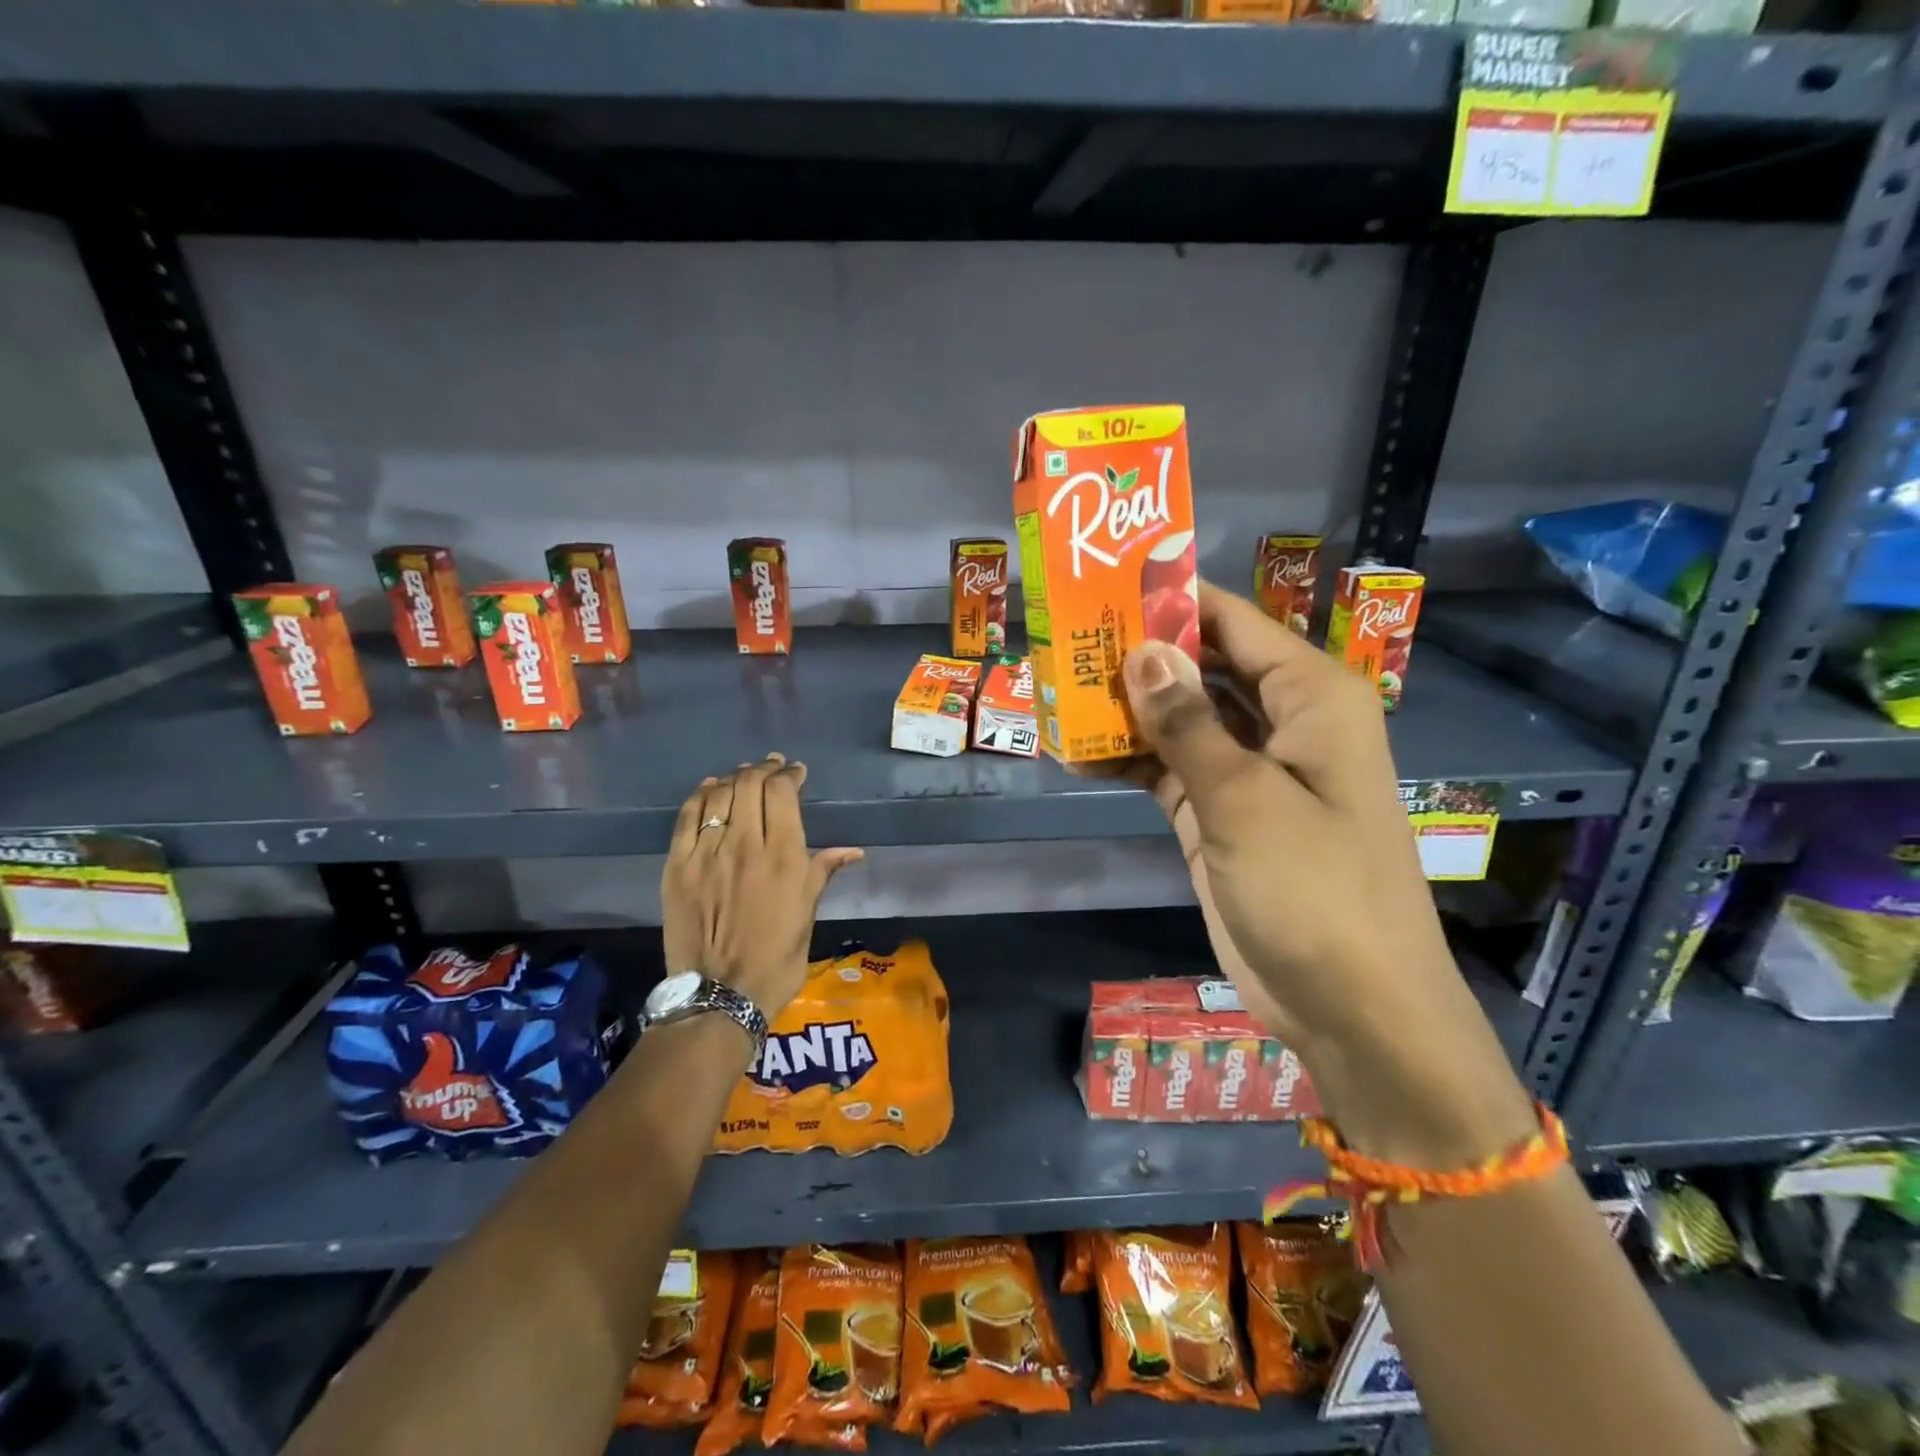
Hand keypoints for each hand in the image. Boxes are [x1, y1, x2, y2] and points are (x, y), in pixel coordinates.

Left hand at [661, 754, 863, 1019]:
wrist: (721, 994)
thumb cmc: (776, 958)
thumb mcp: (808, 914)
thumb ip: (822, 873)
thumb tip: (852, 851)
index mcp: (783, 856)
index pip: (782, 793)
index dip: (789, 775)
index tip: (796, 773)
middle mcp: (744, 844)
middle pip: (749, 785)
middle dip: (763, 769)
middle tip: (771, 768)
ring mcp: (706, 854)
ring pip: (718, 795)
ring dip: (734, 778)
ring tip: (744, 776)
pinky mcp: (677, 867)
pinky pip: (686, 818)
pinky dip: (700, 796)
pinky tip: (709, 788)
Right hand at [1118, 582, 1533, 1166]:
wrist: (1351, 1005)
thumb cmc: (1315, 888)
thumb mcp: (1245, 799)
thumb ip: (1188, 724)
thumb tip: (1141, 650)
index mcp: (1311, 696)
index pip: (1233, 622)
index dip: (1172, 600)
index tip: (1104, 582)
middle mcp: (1282, 722)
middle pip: (1202, 666)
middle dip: (1139, 654)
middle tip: (1065, 636)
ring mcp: (1247, 771)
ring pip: (1180, 718)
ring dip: (1126, 709)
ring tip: (1056, 688)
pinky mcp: (1220, 813)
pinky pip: (1168, 768)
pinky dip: (1129, 760)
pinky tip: (1076, 752)